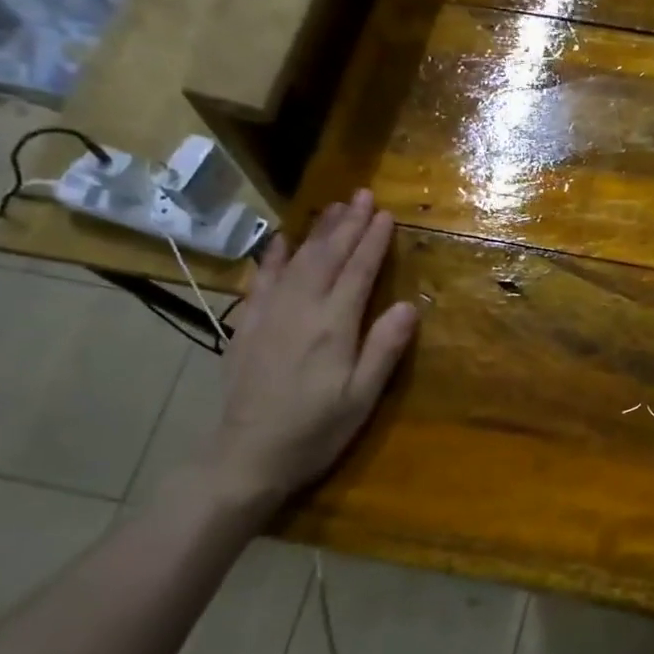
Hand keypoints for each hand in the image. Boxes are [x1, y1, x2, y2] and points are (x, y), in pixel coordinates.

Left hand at [200, 189, 417, 505]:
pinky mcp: (248, 328)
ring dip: (317, 232)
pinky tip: (281, 241)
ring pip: (296, 262)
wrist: (246, 458)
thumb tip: (408, 305)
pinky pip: (261, 281)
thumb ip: (384, 349)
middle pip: (327, 257)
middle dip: (347, 224)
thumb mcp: (361, 397)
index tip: (386, 214)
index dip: (373, 242)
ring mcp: (269, 316)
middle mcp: (301, 311)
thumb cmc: (316, 431)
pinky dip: (274, 257)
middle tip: (363, 195)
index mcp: (334, 327)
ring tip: (334, 207)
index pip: (358, 272)